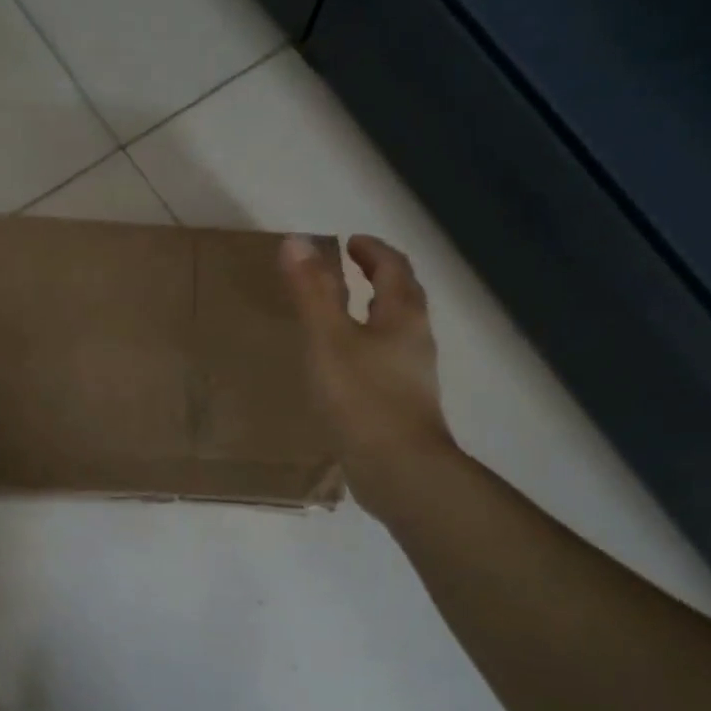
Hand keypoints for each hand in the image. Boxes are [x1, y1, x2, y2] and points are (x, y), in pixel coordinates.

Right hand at [281, 233, 456, 509]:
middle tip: (349, 269)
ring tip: (341, 314)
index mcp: (402, 316)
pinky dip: (366, 347)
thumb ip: (312, 292)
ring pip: (395, 331)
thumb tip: (296, 241)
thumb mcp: (328, 339)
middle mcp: (414, 340)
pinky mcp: (402, 405)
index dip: (372, 251)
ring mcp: (412, 376)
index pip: (394, 268)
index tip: (349, 242)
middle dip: (379, 277)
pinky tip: (343, 366)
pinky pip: (385, 361)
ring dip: (374, 313)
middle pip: (402, 297)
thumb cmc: (362, 398)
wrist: (398, 469)